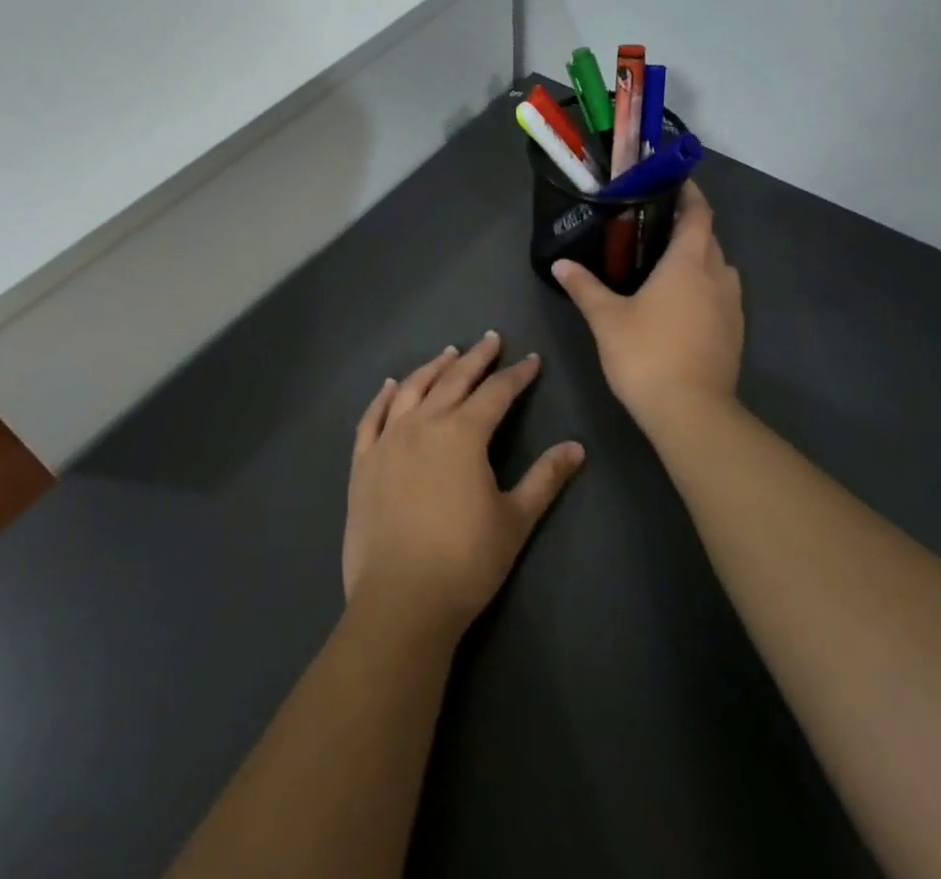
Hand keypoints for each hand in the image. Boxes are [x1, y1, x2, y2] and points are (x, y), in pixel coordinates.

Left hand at [343, 332, 584, 637]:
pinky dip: (384, 397)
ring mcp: (388, 441)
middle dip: (477, 358)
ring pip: (412, 389)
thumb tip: (577, 447)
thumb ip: (545, 478)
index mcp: (464, 434)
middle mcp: (424, 424)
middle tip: (491, 339)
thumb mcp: (515, 519)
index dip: (517, 375)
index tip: (531, 360)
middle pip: (454, 380)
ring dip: (433, 368)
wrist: (401, 601)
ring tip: (448, 353)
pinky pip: (372, 418)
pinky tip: (392, 385)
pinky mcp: (363, 463)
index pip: (496, 393)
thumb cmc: (466, 561)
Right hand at [553, 180, 743, 437]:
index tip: (671, 182)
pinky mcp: (735, 332)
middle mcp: (717, 275)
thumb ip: (584, 287)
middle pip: (708, 237)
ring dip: (698, 257)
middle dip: (687, 225)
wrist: (692, 413)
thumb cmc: (647, 355)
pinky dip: (704, 285)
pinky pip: (722, 293)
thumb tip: (560, 263)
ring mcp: (732, 305)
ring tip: (665, 262)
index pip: (698, 212)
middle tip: (653, 224)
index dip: (689, 193)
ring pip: (718, 266)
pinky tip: (679, 302)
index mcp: (688, 262)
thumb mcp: (606, 319)